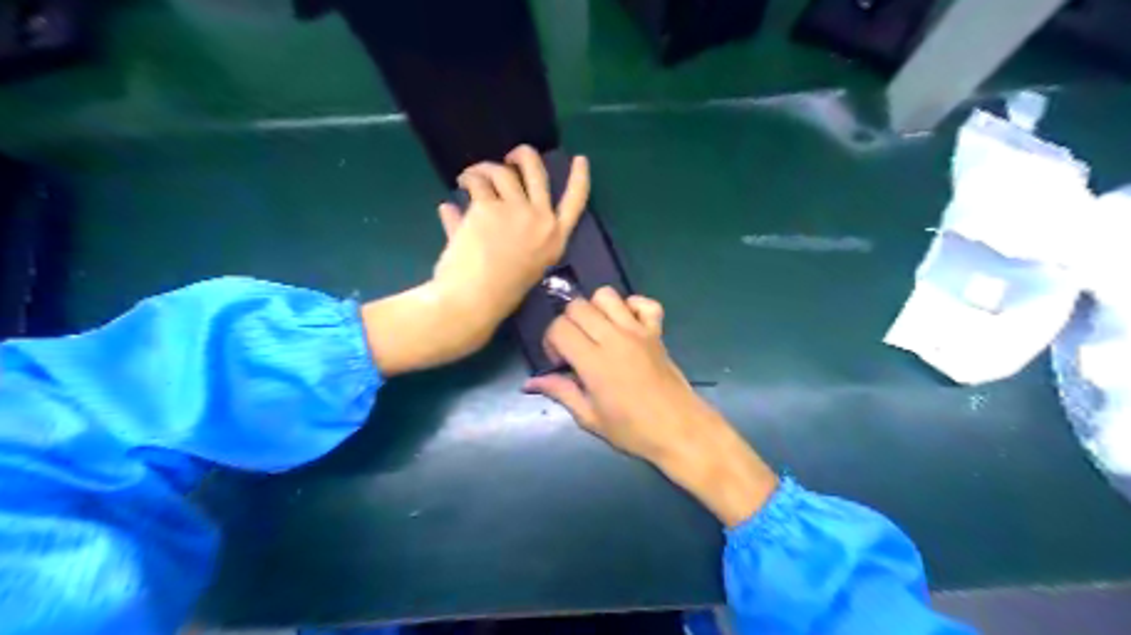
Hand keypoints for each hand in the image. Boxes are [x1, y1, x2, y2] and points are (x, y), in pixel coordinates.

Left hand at [362, 145, 591, 376]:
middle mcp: (542, 220)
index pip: (575, 203)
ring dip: (484, 169)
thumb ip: (504, 238)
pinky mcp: (489, 207)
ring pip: (503, 172)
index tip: (580, 160)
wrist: (474, 302)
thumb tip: (456, 210)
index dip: (579, 179)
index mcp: (555, 240)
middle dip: (523, 155)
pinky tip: (459, 186)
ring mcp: (517, 211)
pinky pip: (477, 182)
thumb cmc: (497, 294)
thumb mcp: (520, 266)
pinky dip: (467, 181)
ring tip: (469, 178)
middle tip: (510, 155)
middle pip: (537, 172)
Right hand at [527, 289, 777, 524]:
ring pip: (606, 295)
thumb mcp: (590, 418)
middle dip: (568, 322)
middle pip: (578, 306)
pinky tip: (626, 325)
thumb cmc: (633, 430)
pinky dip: (632, 306)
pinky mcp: (657, 331)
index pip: (559, 327)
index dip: (551, 341)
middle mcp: (615, 338)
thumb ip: (561, 392)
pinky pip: (645, 303)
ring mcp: (638, 331)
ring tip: (598, 333)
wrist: (679, 429)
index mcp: (594, 362)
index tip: (560, 361)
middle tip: (575, 347)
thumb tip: (530, 382)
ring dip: (595, 309)